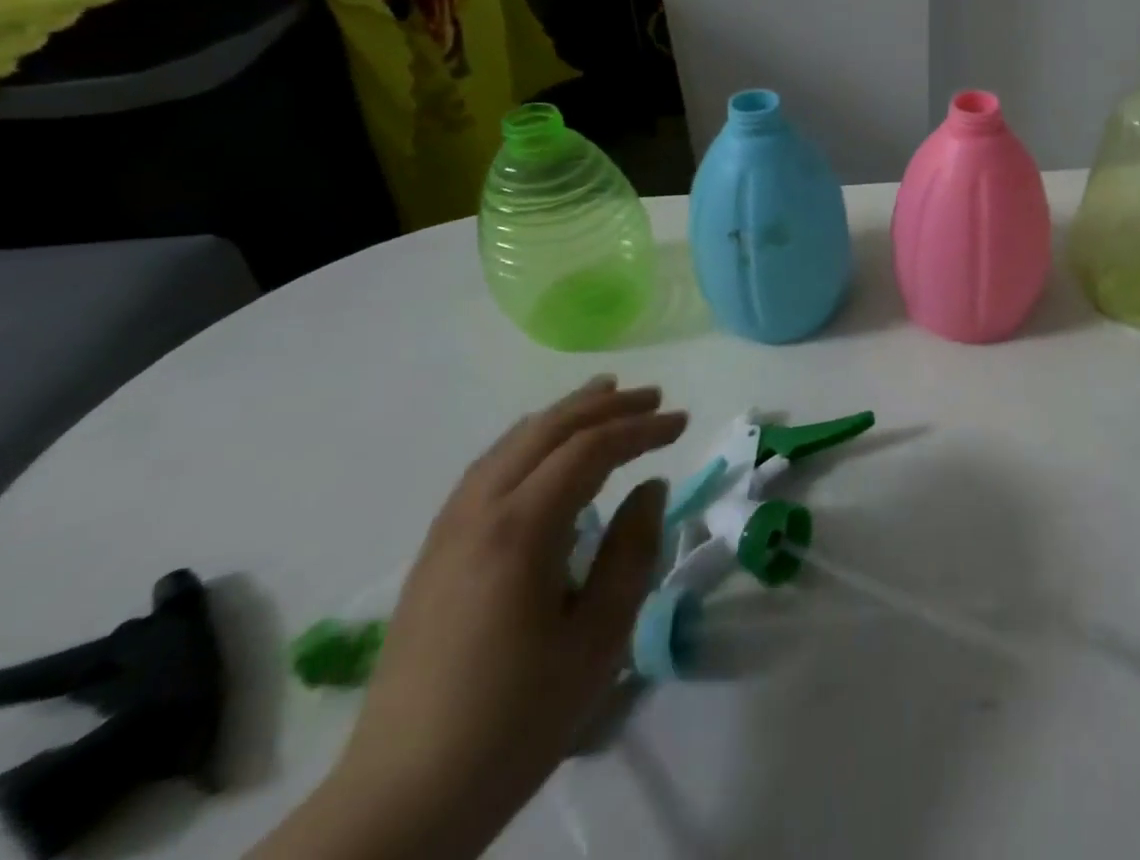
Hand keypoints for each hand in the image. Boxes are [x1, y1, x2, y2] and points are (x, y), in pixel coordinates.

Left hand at [255, 377, 686, 859]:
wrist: (401, 799)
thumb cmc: (515, 719)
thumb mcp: (598, 640)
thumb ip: (631, 552)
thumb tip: (650, 487)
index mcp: (520, 532)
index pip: (590, 449)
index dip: (641, 428)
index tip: (682, 422)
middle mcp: (478, 514)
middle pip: (546, 431)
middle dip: (605, 407)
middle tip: (653, 397)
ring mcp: (447, 532)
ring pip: (511, 443)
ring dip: (563, 415)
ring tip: (604, 396)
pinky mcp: (433, 554)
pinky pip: (487, 468)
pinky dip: (528, 440)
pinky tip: (543, 448)